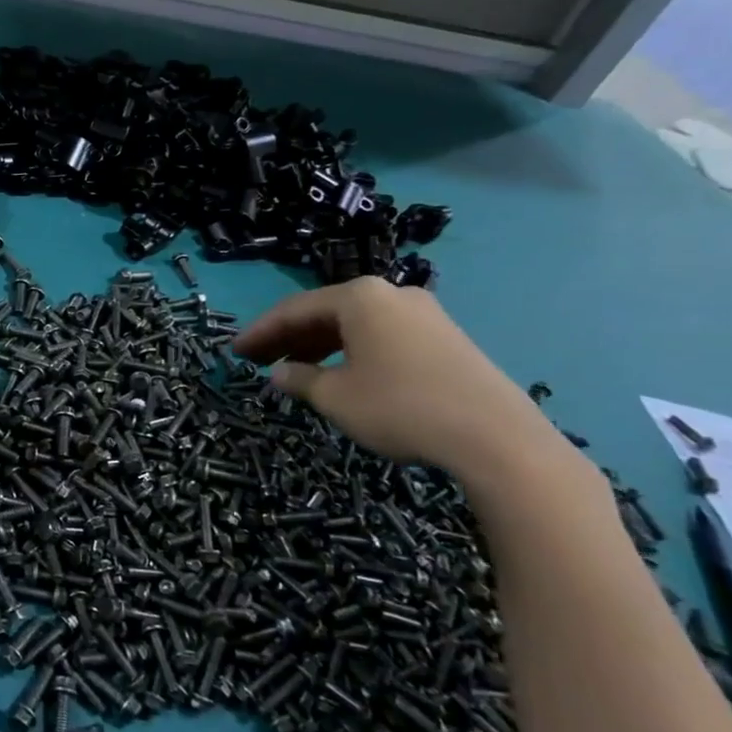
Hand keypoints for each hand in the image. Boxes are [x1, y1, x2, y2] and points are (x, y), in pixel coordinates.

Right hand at [233, 278, 560, 478]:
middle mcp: (391, 294)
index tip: (235, 351)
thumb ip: (300, 379)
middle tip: (259, 360)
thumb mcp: (336, 397)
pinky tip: (343, 375)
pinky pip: (383, 336)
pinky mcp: (446, 338)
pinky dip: (353, 351)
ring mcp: (424, 314)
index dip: (261, 331)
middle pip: (325, 312)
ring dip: (320, 345)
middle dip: (289, 337)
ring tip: (295, 371)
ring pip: (356, 325)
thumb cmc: (400, 407)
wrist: (496, 438)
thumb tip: (280, 373)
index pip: (294, 309)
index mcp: (360, 297)